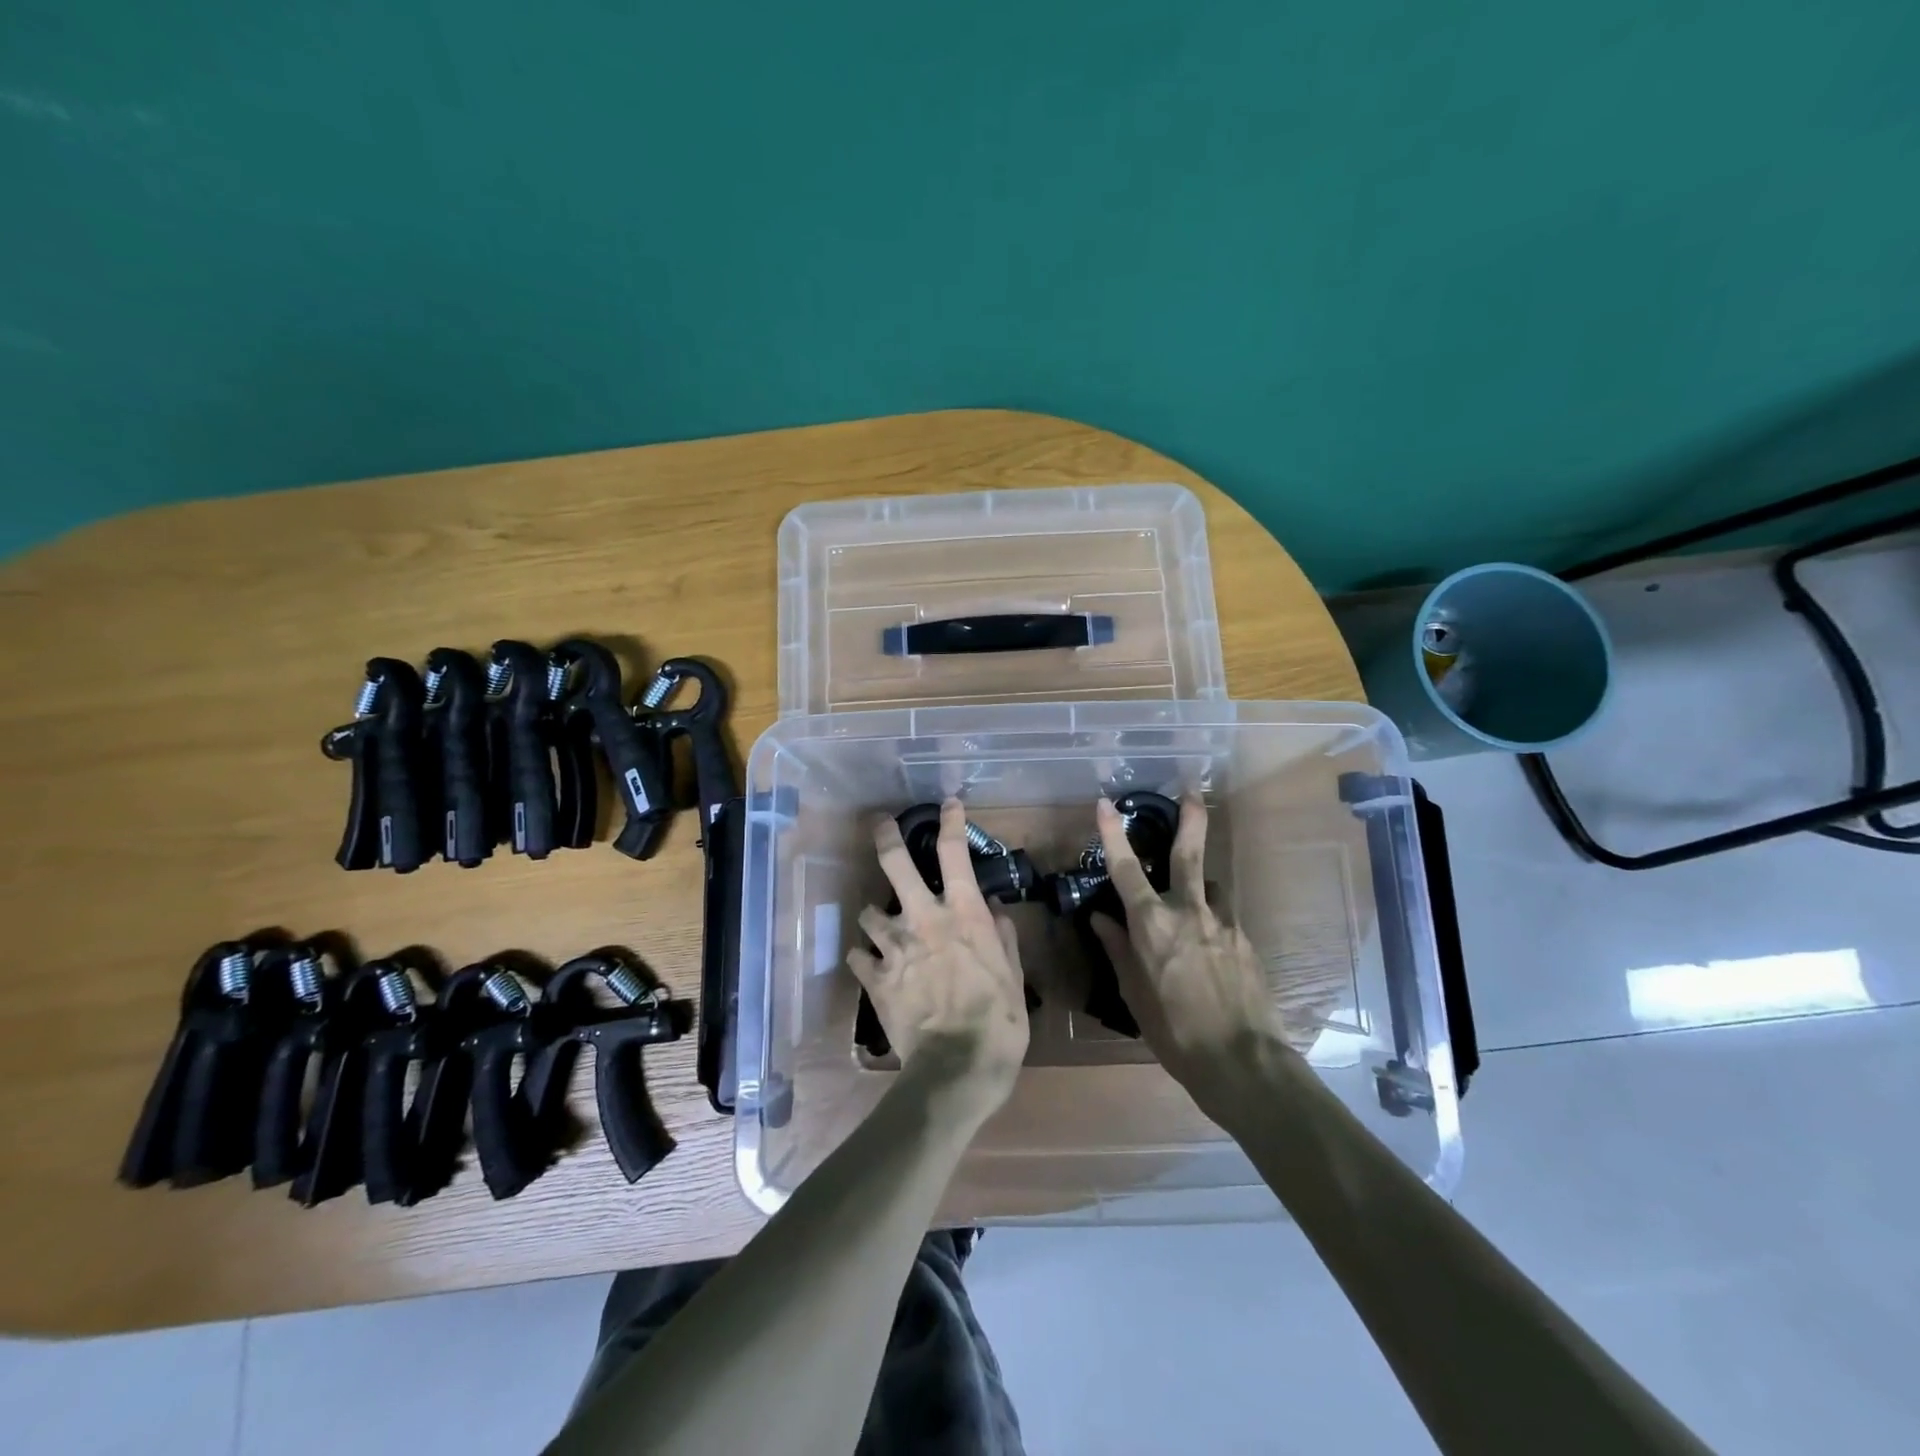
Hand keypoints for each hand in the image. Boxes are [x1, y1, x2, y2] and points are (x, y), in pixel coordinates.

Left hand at [848, 799, 1029, 1112]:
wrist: (956, 1068)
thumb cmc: (998, 1020)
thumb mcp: (1014, 975)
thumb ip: (1002, 936)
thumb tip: (993, 908)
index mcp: (962, 913)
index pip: (954, 852)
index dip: (951, 821)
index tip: (948, 804)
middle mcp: (923, 919)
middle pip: (895, 863)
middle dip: (886, 838)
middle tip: (881, 825)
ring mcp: (894, 947)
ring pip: (868, 911)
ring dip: (874, 915)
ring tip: (880, 925)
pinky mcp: (874, 978)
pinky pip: (857, 957)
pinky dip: (862, 957)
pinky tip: (868, 964)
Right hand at [1090, 795, 1291, 1107]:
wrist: (1243, 1064)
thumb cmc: (1175, 1033)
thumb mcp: (1135, 995)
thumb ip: (1118, 950)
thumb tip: (1100, 919)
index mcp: (1152, 926)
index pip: (1126, 869)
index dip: (1114, 834)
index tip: (1105, 803)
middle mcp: (1188, 913)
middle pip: (1188, 854)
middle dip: (1190, 819)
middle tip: (1191, 790)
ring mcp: (1223, 924)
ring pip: (1210, 887)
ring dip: (1199, 886)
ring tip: (1192, 908)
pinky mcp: (1246, 940)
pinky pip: (1224, 917)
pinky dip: (1212, 920)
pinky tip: (1211, 949)